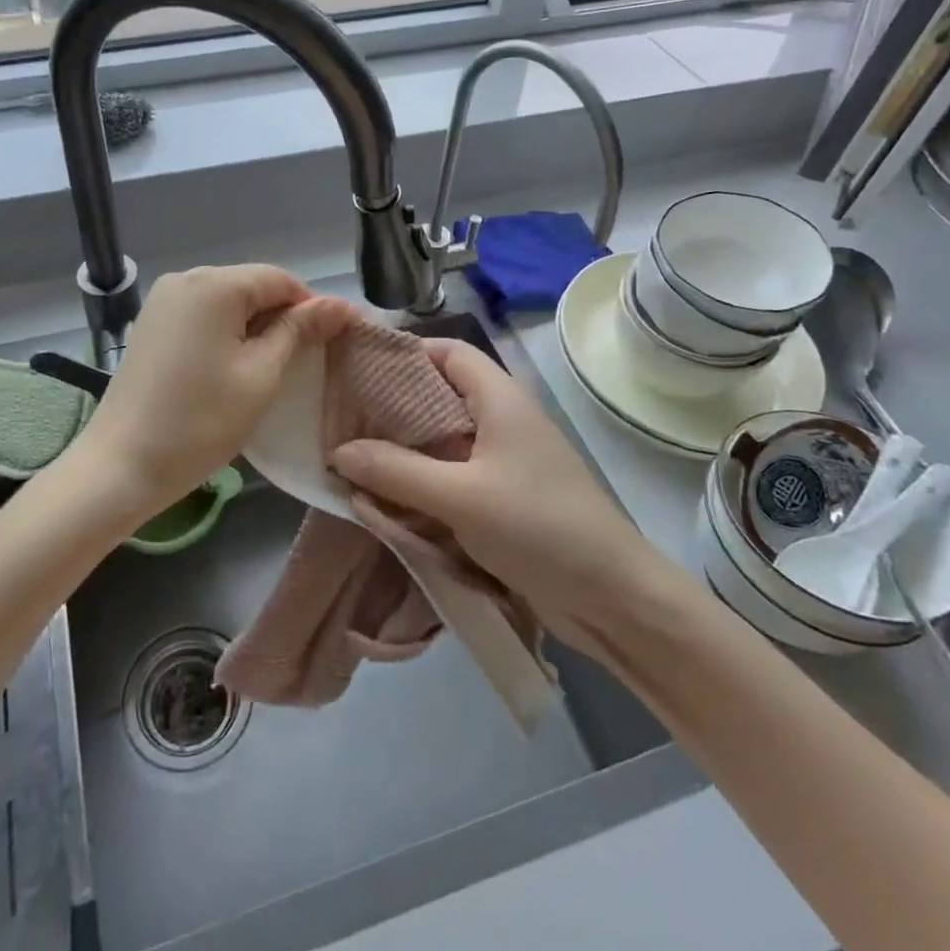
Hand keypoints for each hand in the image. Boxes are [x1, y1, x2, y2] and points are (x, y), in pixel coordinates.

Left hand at [83, 265, 359, 517]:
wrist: (121, 465)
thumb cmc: (200, 422)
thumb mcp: (261, 375)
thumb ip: (299, 331)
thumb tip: (340, 303)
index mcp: (214, 283)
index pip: (280, 279)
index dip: (311, 307)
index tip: (331, 342)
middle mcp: (186, 278)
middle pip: (252, 285)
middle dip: (282, 317)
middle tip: (303, 362)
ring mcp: (163, 300)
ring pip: (227, 301)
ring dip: (254, 327)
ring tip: (270, 367)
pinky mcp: (151, 322)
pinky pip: (202, 314)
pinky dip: (225, 333)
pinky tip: (232, 366)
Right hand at [332, 339, 670, 656]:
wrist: (612, 599)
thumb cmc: (540, 527)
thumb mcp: (460, 497)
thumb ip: (396, 471)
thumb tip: (337, 451)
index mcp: (499, 398)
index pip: (447, 351)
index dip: (404, 353)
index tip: (357, 370)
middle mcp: (500, 421)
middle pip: (438, 396)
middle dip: (390, 407)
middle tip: (341, 420)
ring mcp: (502, 462)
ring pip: (440, 442)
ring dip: (401, 452)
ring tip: (350, 459)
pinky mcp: (500, 500)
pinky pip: (449, 479)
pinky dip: (418, 484)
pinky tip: (384, 499)